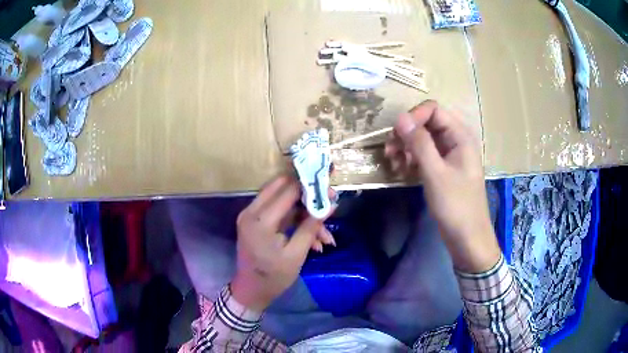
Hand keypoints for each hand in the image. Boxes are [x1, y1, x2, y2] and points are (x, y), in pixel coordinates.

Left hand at [231, 175, 334, 310]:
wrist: (251, 290)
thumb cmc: (274, 277)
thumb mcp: (296, 254)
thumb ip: (311, 226)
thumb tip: (331, 204)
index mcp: (261, 220)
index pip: (288, 190)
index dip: (311, 187)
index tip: (331, 192)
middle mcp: (251, 210)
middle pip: (282, 186)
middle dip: (307, 194)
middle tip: (327, 204)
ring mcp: (251, 214)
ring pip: (282, 200)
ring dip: (304, 213)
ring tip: (324, 236)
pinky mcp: (254, 220)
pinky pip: (278, 212)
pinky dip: (295, 221)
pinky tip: (313, 239)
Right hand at [385, 100, 499, 272]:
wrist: (467, 238)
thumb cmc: (456, 205)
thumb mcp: (435, 173)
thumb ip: (419, 143)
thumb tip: (400, 118)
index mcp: (460, 136)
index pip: (433, 110)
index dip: (413, 118)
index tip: (397, 136)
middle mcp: (455, 140)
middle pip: (426, 124)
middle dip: (406, 134)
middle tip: (389, 152)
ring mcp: (449, 155)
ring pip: (423, 140)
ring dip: (405, 148)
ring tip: (393, 164)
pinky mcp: (443, 169)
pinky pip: (424, 155)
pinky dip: (411, 160)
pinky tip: (401, 171)